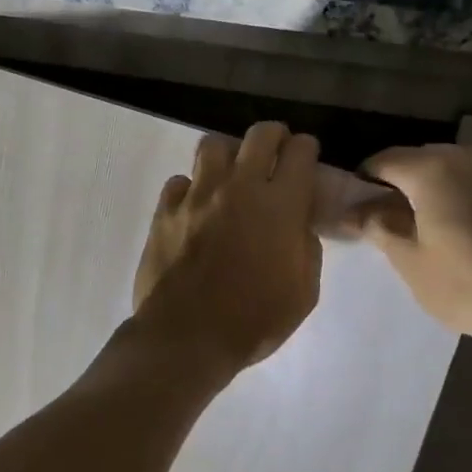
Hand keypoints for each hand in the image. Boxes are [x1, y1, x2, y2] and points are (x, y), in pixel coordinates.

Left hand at [133, 122, 322, 372]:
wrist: (186, 336)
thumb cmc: (253, 320)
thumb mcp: (303, 292)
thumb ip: (305, 246)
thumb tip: (297, 222)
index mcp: (280, 205)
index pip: (300, 151)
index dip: (306, 149)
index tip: (306, 157)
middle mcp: (238, 187)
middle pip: (259, 134)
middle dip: (273, 137)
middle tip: (274, 154)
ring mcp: (197, 195)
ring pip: (212, 145)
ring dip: (228, 154)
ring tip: (231, 175)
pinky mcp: (165, 210)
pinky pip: (179, 181)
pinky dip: (191, 188)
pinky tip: (196, 207)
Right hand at [350, 142, 471, 354]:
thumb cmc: (470, 286)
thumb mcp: (411, 262)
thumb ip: (378, 226)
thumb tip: (354, 209)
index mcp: (433, 169)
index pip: (384, 160)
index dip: (365, 180)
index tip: (359, 205)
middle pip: (424, 160)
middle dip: (406, 183)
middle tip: (397, 218)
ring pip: (461, 168)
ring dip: (444, 187)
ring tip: (440, 223)